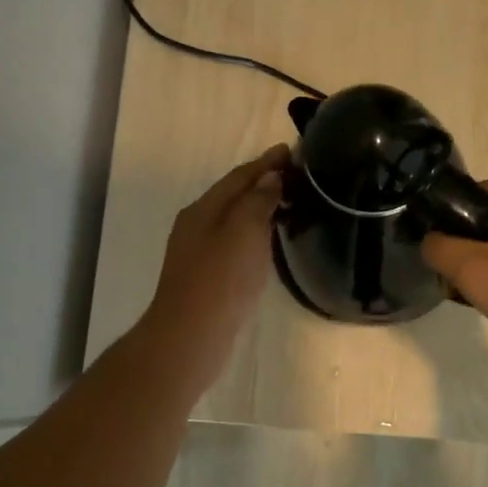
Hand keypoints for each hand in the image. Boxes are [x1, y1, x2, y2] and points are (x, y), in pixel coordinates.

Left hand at [137, 144, 288, 391]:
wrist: (191, 336)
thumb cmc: (220, 279)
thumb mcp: (243, 231)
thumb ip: (257, 200)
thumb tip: (270, 175)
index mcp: (203, 209)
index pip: (239, 176)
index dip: (265, 162)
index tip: (291, 150)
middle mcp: (197, 225)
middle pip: (233, 195)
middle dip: (262, 181)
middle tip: (296, 175)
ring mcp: (198, 252)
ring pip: (233, 219)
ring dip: (259, 207)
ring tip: (289, 202)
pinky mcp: (207, 276)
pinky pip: (234, 242)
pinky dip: (254, 232)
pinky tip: (268, 241)